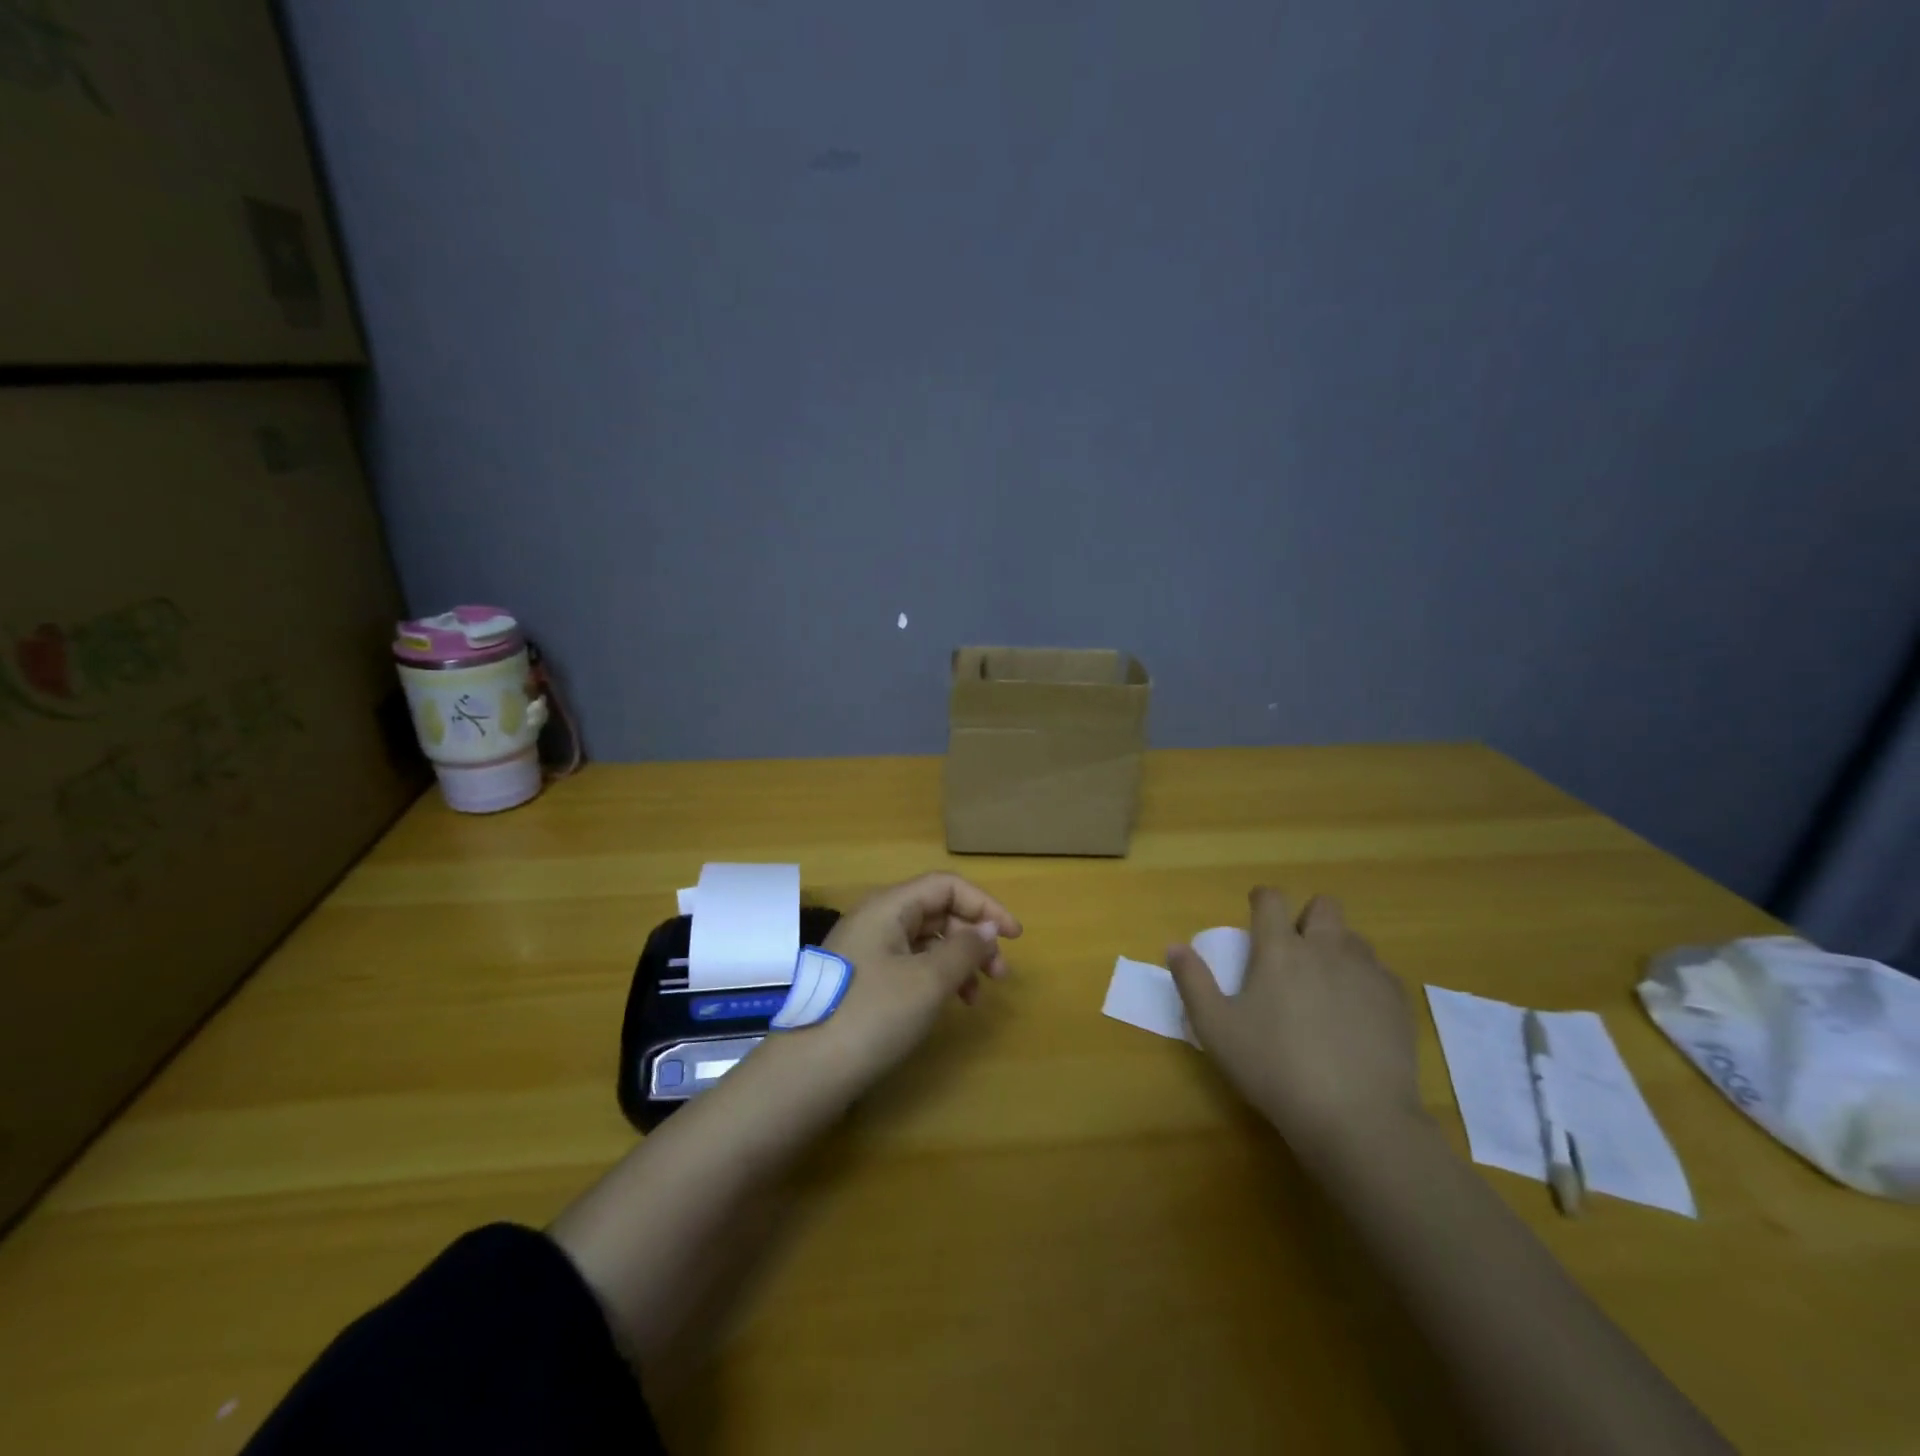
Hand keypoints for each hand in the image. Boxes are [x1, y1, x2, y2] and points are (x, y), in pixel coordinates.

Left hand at [777, 872, 1019, 1089]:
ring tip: (975, 997)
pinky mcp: (861, 981)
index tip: (1015, 937)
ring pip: (924, 941)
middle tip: (999, 975)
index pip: (946, 886)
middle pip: (936, 911)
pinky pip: (908, 964)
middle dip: (973, 937)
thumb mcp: (928, 980)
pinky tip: (946, 1005)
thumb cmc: (873, 1016)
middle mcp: (875, 920)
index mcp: (888, 907)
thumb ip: (965, 948)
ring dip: (957, 961)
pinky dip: (935, 978)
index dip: (985, 905)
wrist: (807, 1073)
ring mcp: (864, 951)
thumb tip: (988, 927)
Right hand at [1169, 888, 1423, 1158]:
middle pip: (1323, 906)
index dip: (1262, 899)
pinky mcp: (1398, 1002)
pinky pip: (1380, 973)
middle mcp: (1326, 949)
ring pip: (1354, 939)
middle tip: (1293, 950)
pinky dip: (1364, 981)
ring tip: (1324, 984)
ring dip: (1337, 948)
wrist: (1357, 1117)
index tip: (1256, 912)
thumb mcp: (1216, 1029)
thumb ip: (1192, 982)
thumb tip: (1175, 947)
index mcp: (1280, 950)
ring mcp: (1367, 973)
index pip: (1271, 899)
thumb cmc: (1275, 1068)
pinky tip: (1355, 1015)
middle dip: (1307, 917)